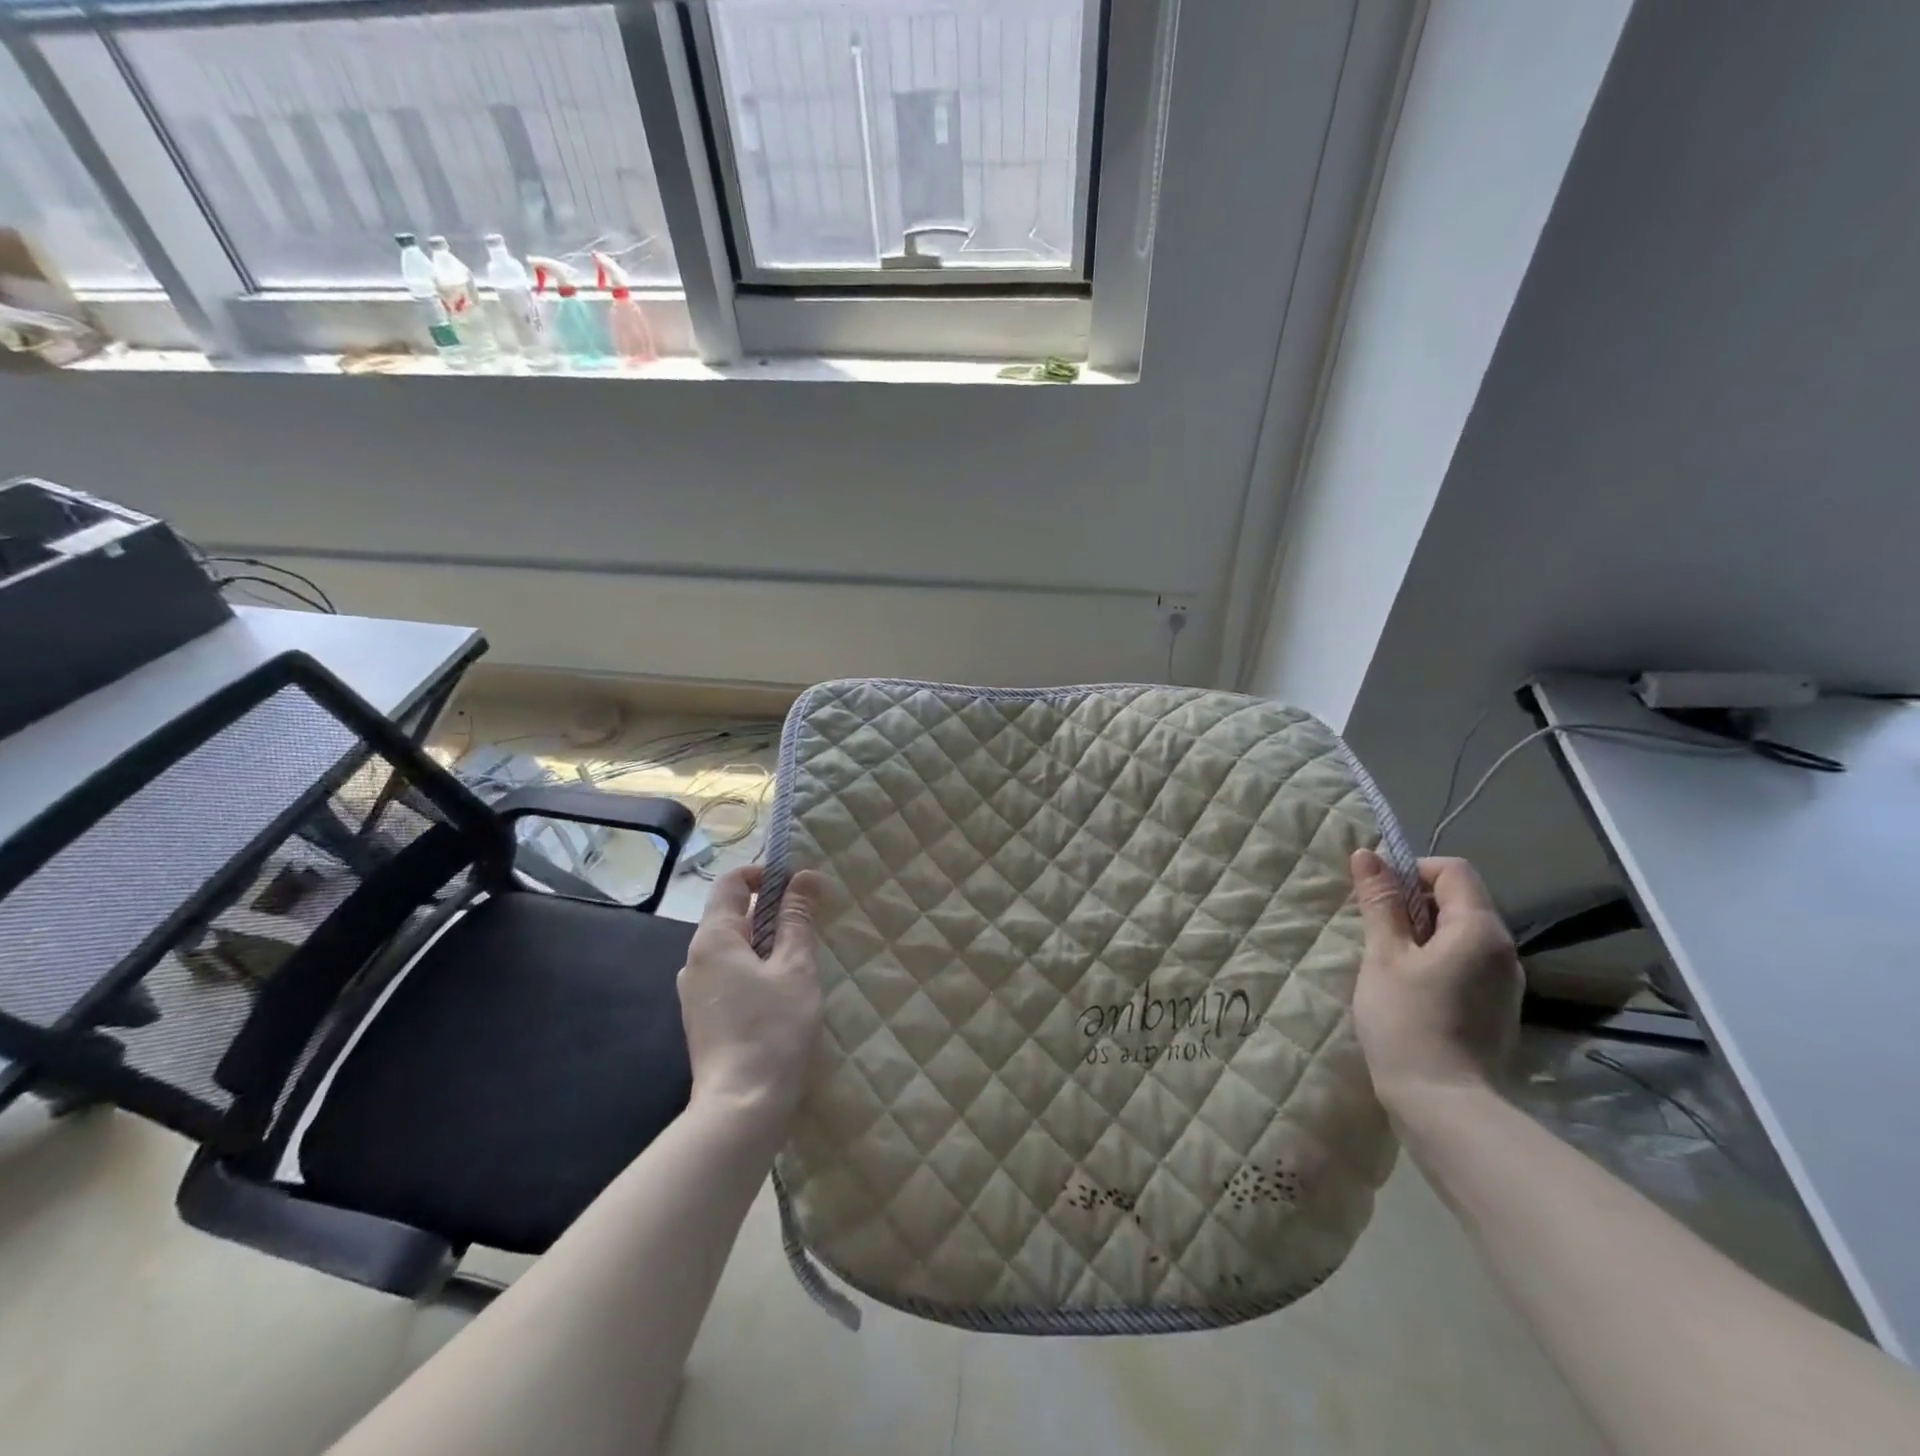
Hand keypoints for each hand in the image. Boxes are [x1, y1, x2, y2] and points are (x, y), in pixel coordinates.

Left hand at [678, 864, 825, 1128]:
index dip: (764, 874)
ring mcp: (694, 992)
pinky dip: (754, 970)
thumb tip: (805, 877)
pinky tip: (781, 993)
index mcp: (713, 939)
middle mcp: (694, 960)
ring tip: (801, 960)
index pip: (731, 883)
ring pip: (732, 949)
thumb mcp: (795, 968)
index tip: (798, 886)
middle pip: (731, 916)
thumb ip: (798, 920)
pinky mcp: (702, 1018)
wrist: (740, 1108)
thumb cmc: (773, 1029)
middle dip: (771, 912)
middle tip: (809, 924)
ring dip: (765, 943)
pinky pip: (728, 976)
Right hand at [1349, 850, 1522, 1114]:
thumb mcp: (1383, 956)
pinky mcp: (1496, 1007)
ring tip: (1385, 960)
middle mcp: (1503, 951)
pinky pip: (1465, 961)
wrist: (1444, 1105)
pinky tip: (1407, 987)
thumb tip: (1367, 854)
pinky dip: (1434, 958)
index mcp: (1480, 930)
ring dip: (1420, 932)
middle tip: (1372, 929)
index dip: (1410, 871)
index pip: (1452, 871)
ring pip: (1459, 933)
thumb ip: (1380, 903)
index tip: (1376, 897)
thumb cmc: (1407, 1022)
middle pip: (1458, 900)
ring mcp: (1504, 982)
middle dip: (1412, 903)